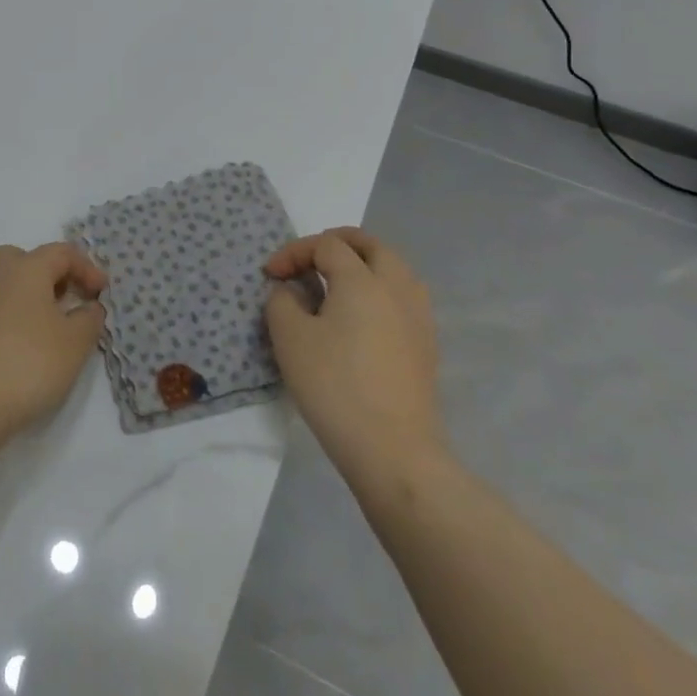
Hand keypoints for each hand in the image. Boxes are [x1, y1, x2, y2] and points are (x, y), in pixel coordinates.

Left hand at [0, 243, 107, 436]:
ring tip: (46, 330)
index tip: (102, 293)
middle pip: (27, 260)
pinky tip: (18, 348)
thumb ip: (89, 319)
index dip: (87, 269)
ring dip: (30, 298)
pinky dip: (10, 318)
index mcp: (26, 267)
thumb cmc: (28, 362)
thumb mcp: (74, 343)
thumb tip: (88, 306)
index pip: (62, 253)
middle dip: (52, 276)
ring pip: (7, 284)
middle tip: (69, 302)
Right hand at [264, 229, 446, 485]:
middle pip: (372, 246)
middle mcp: (397, 288)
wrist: (393, 451)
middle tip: (309, 259)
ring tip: (336, 285)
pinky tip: (361, 318)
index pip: (326, 245)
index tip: (270, 276)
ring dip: (364, 265)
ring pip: (394, 269)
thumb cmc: (334, 386)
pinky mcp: (426, 346)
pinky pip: (403, 298)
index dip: (293, 253)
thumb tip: (293, 291)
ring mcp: (418, 318)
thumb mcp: (289, 337)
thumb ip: (283, 301)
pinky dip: (379, 291)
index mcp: (362, 280)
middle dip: (337, 243)